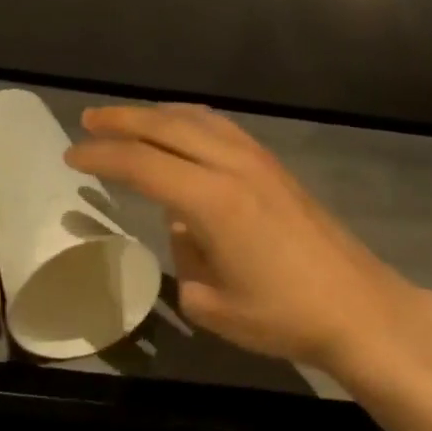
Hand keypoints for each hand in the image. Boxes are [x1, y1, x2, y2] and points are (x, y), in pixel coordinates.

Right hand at [65, 104, 431, 370]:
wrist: (359, 307)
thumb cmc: (284, 315)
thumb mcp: (213, 304)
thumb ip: (185, 258)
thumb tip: (183, 226)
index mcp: (211, 200)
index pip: (142, 164)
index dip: (101, 156)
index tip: (72, 156)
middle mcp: (232, 167)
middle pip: (166, 127)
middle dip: (121, 120)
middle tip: (87, 120)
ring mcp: (257, 160)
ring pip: (196, 120)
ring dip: (156, 114)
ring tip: (126, 118)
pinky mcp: (274, 165)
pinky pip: (221, 128)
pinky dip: (189, 120)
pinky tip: (181, 128)